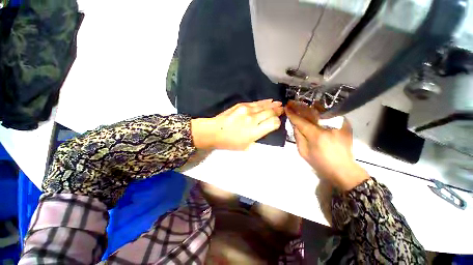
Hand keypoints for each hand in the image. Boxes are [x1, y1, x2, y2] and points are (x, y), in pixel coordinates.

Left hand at [192, 99, 283, 149]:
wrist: (214, 132)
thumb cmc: (230, 142)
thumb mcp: (247, 146)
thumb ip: (259, 137)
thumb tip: (267, 128)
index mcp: (254, 132)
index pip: (273, 123)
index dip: (277, 122)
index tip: (276, 123)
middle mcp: (252, 119)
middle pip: (270, 112)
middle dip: (277, 112)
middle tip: (281, 110)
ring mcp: (246, 110)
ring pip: (265, 106)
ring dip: (273, 105)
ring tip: (279, 104)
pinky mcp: (241, 104)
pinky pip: (256, 102)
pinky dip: (264, 102)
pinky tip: (270, 101)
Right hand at [285, 101, 368, 190]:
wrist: (343, 169)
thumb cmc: (320, 163)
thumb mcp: (303, 152)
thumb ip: (298, 136)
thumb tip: (295, 124)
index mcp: (316, 135)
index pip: (301, 121)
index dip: (292, 114)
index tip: (286, 108)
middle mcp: (327, 127)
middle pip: (310, 112)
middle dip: (298, 106)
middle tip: (291, 102)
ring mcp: (338, 124)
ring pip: (320, 110)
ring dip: (308, 106)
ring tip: (300, 103)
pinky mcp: (344, 124)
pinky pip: (330, 113)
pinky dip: (321, 110)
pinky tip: (314, 107)